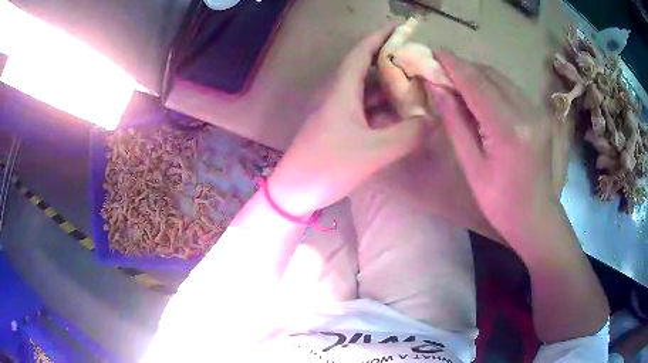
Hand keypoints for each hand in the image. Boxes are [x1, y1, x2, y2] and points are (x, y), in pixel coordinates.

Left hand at [268, 28, 423, 215]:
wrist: (293, 191)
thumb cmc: (327, 167)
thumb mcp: (373, 151)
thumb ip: (407, 135)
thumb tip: (433, 121)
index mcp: (341, 91)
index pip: (360, 53)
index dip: (379, 37)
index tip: (399, 27)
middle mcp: (338, 96)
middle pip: (366, 69)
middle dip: (391, 61)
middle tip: (417, 60)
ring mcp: (337, 113)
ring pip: (367, 91)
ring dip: (389, 86)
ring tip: (416, 84)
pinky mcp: (339, 128)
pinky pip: (365, 110)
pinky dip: (383, 108)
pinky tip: (400, 113)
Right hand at [430, 51, 571, 241]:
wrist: (536, 217)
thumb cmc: (500, 202)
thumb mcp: (472, 166)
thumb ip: (455, 122)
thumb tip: (437, 88)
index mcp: (509, 129)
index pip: (476, 84)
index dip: (453, 65)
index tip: (432, 52)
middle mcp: (527, 111)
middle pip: (490, 74)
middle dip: (463, 66)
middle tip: (440, 66)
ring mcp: (537, 111)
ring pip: (501, 78)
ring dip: (477, 74)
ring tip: (456, 78)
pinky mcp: (539, 114)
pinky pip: (511, 89)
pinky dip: (492, 84)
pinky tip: (479, 92)